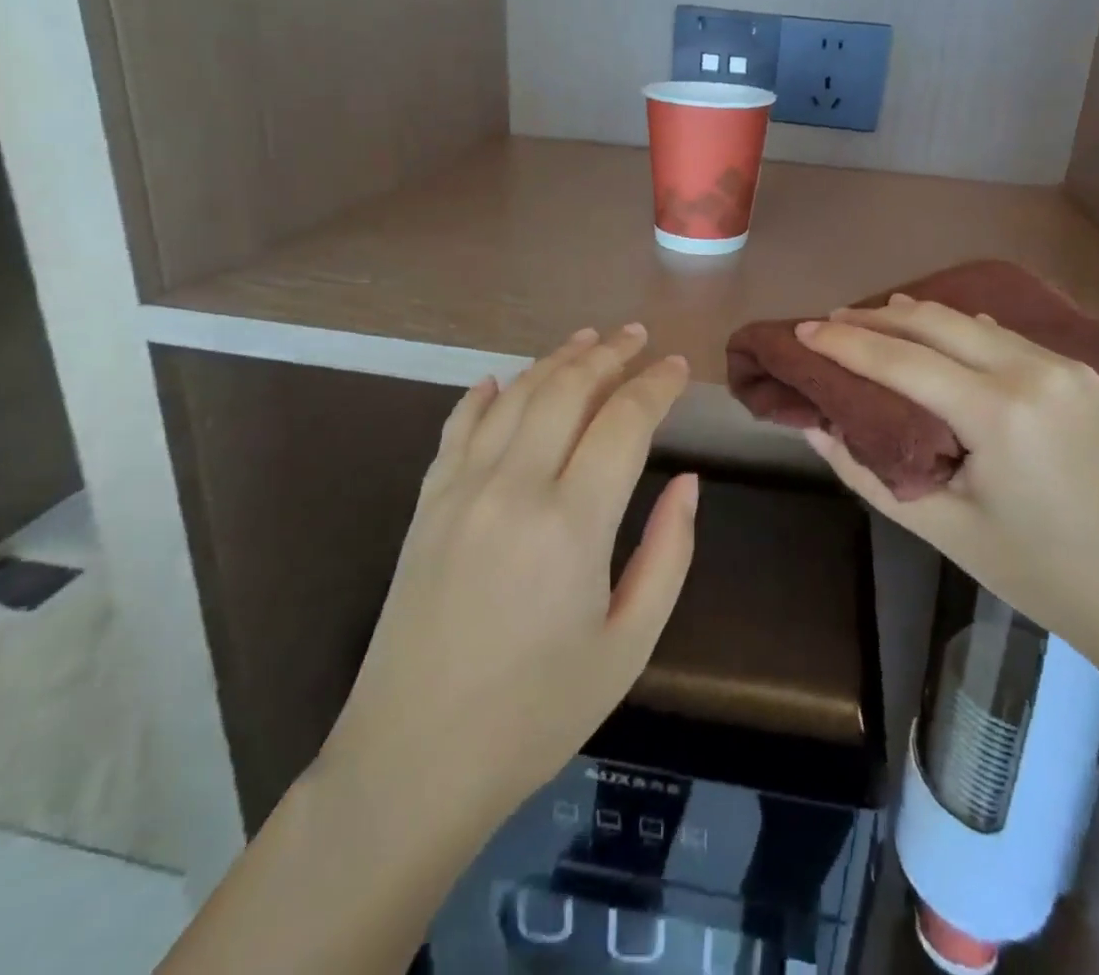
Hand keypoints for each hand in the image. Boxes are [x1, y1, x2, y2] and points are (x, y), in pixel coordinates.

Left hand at [319, 325, 696, 829]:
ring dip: (555, 361)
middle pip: (567, 390)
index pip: (623, 421)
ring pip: (515, 395)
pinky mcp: (426, 503)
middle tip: (636, 336)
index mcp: (571, 523)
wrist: (411, 761)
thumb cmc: (535, 713)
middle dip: (608, 354)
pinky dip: (486, 395)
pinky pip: (458, 427)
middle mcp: (513, 487)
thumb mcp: (628, 646)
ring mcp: (460, 489)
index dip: (655, 385)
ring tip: (587, 340)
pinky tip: (503, 381)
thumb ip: (667, 554)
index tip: (676, 367)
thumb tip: (688, 482)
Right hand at [795, 296, 1098, 665]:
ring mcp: (1063, 366)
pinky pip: (1001, 335)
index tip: (802, 330)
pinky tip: (931, 335)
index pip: (900, 359)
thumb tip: (816, 426)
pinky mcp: (1080, 372)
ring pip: (968, 320)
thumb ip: (867, 471)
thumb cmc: (1039, 573)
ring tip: (866, 322)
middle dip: (872, 317)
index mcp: (998, 413)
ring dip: (912, 317)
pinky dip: (956, 329)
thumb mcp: (942, 528)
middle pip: (933, 321)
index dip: (844, 342)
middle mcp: (1032, 371)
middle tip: (827, 321)